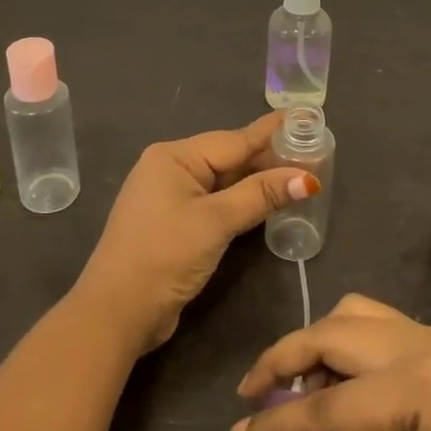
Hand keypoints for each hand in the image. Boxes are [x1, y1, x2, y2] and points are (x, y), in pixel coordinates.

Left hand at [75, 113, 315, 353]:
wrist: (117, 312)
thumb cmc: (164, 255)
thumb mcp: (216, 221)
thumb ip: (260, 195)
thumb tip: (307, 178)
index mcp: (174, 157)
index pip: (234, 140)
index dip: (272, 133)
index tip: (305, 118)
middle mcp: (171, 169)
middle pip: (229, 158)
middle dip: (269, 157)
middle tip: (313, 150)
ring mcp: (171, 198)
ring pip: (224, 181)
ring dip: (258, 181)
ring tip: (299, 172)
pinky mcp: (176, 224)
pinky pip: (216, 202)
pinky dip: (242, 201)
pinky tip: (268, 200)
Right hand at [231, 295, 430, 430]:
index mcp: (412, 386)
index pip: (327, 405)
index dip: (279, 424)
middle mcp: (417, 343)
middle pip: (331, 333)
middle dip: (285, 358)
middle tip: (255, 392)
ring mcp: (430, 334)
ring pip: (353, 312)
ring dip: (316, 339)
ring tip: (298, 381)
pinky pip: (377, 320)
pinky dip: (346, 338)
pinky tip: (341, 375)